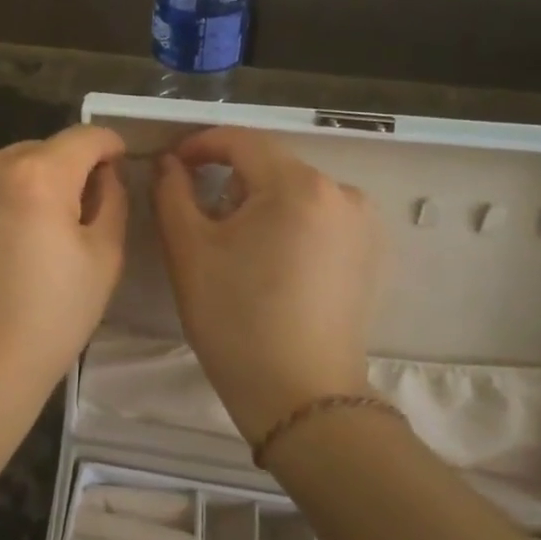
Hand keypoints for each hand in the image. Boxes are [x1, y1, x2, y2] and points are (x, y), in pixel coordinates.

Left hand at [0, 125, 128, 422]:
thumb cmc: (49, 318)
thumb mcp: (105, 258)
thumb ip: (112, 197)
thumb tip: (102, 170)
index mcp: (38, 174)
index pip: (83, 137)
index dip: (106, 147)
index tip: (112, 163)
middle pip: (35, 152)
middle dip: (54, 176)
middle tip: (57, 223)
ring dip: (9, 189)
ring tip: (9, 240)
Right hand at [152, 128, 381, 442]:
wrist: (301, 398)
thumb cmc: (236, 318)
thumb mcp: (189, 249)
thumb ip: (172, 190)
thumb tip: (170, 162)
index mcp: (298, 185)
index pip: (240, 141)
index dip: (199, 145)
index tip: (170, 164)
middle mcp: (341, 192)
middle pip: (270, 164)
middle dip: (227, 175)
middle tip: (192, 206)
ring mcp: (363, 224)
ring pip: (294, 190)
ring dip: (257, 199)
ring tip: (229, 236)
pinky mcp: (369, 253)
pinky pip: (317, 216)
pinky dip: (286, 221)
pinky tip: (267, 256)